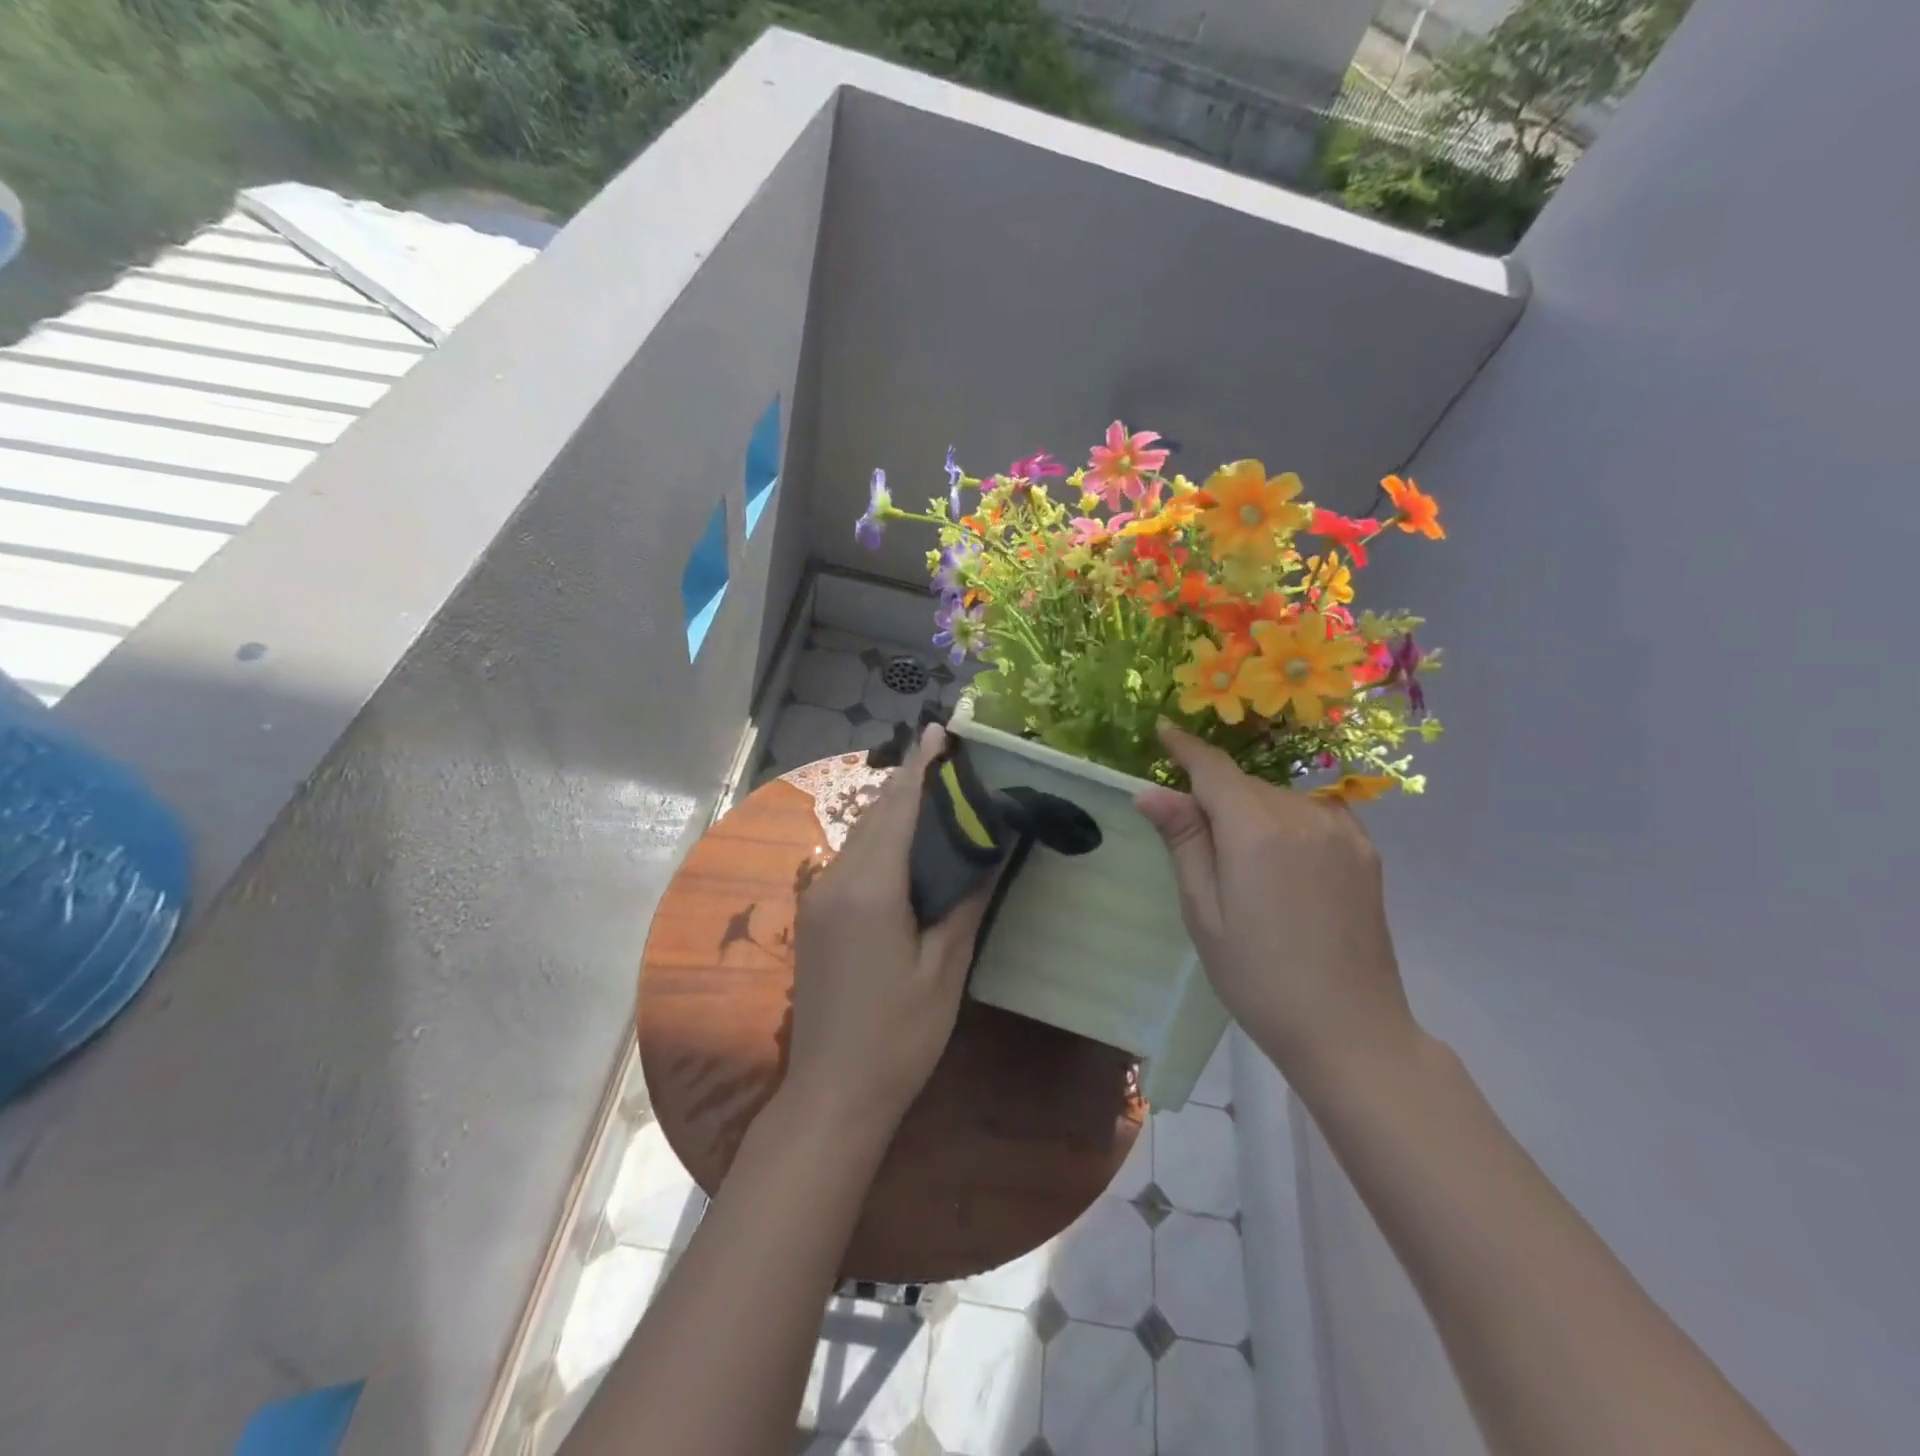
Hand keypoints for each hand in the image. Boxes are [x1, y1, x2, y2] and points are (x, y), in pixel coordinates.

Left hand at [787, 724, 998, 1133]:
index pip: (898, 808)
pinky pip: (851, 859)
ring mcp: (819, 897)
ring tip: (935, 792)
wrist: (832, 1092)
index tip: (940, 729)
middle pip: (876, 815)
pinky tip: (905, 842)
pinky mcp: (816, 915)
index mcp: (870, 887)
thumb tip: (993, 848)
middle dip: (910, 782)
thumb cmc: (899, 1034)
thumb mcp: (944, 968)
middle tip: (951, 761)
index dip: (921, 766)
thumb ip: (966, 900)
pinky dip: (879, 838)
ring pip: (860, 835)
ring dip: (893, 809)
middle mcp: (836, 879)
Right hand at [1134, 721, 1417, 1086]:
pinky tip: (1279, 860)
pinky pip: (1311, 814)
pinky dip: (1284, 821)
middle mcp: (1303, 816)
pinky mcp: (1365, 850)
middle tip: (1192, 836)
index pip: (1213, 769)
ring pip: (1277, 797)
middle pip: (1244, 784)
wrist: (1351, 1030)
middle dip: (1214, 795)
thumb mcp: (1204, 912)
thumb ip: (1184, 842)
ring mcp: (1341, 831)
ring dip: (1250, 810)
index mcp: (1257, 831)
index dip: (1185, 748)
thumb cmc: (1258, 977)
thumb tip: (1151, 792)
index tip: (1163, 731)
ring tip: (1240, 863)